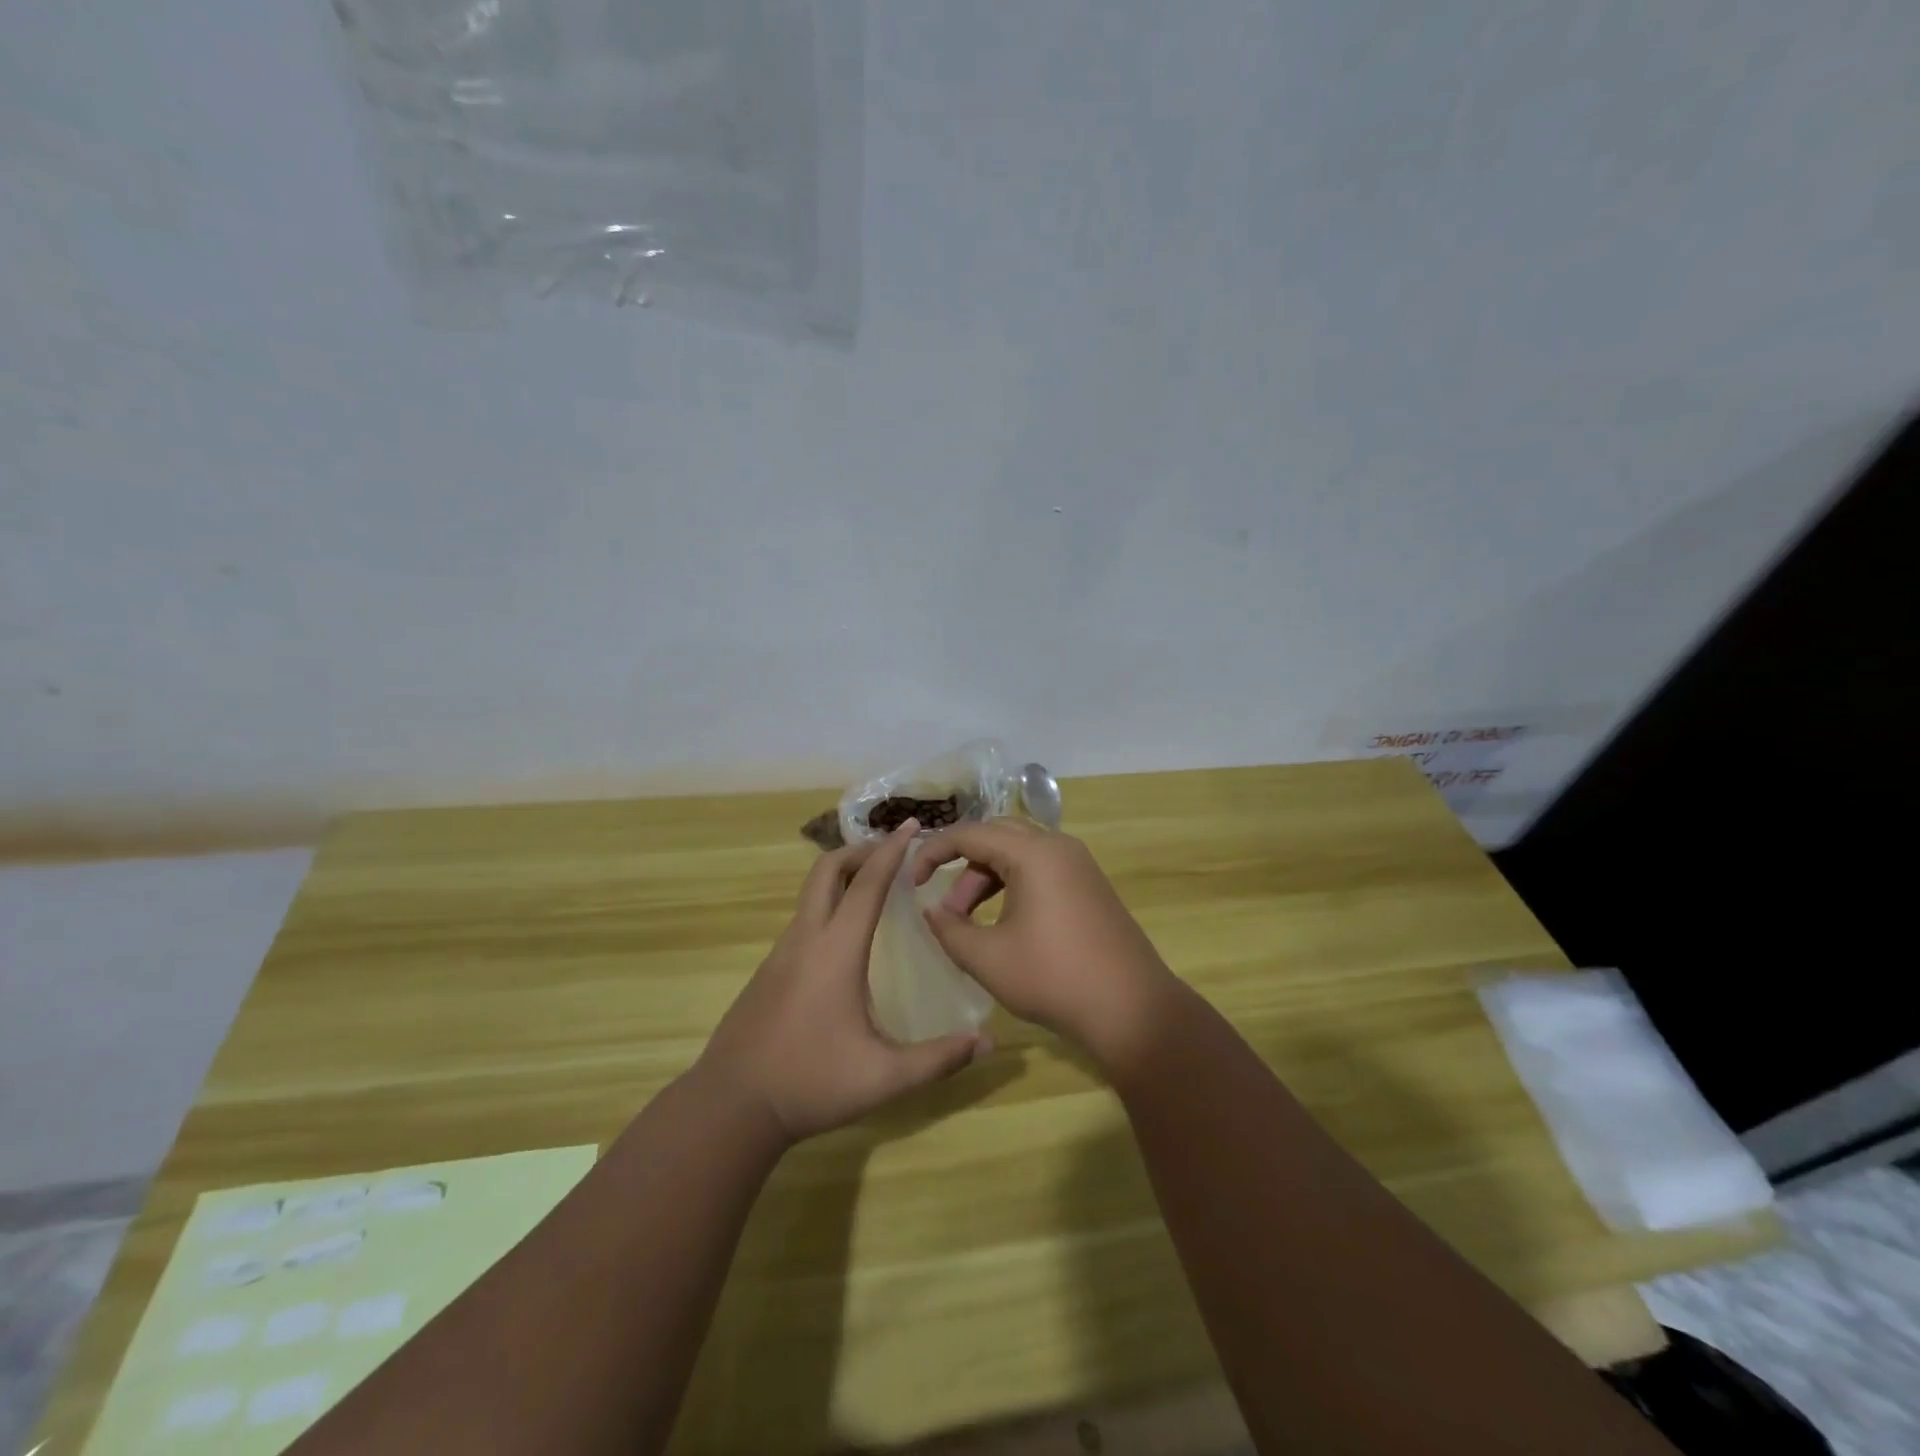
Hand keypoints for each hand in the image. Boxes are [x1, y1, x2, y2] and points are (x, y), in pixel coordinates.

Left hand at [695, 820, 991, 1143]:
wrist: (731, 1106)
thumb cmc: (810, 1082)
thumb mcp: (883, 1077)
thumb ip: (938, 1059)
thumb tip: (988, 1042)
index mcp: (835, 950)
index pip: (867, 884)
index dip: (891, 850)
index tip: (912, 825)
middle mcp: (805, 939)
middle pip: (826, 870)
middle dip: (860, 850)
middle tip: (892, 853)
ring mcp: (781, 953)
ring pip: (811, 893)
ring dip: (842, 877)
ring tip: (875, 888)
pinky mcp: (768, 971)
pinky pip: (803, 919)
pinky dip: (828, 905)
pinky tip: (845, 938)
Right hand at [914, 819, 1179, 1071]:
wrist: (1132, 1009)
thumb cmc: (1054, 978)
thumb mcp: (988, 958)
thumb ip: (949, 929)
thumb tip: (932, 910)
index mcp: (1033, 852)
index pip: (969, 833)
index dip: (932, 853)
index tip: (911, 882)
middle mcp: (1057, 846)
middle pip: (996, 835)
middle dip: (962, 864)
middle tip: (945, 905)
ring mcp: (1078, 864)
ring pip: (1018, 852)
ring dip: (987, 878)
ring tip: (968, 923)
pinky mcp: (1089, 884)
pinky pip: (1040, 868)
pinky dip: (1012, 885)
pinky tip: (1002, 922)